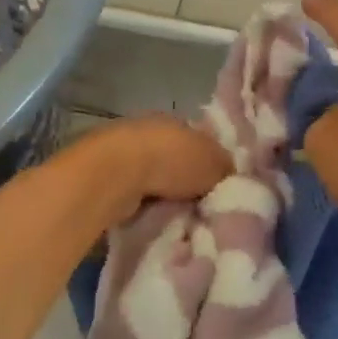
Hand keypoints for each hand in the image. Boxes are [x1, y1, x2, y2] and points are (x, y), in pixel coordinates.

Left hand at [73, 114, 229, 223]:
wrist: (117, 172)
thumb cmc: (171, 160)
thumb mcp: (214, 162)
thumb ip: (225, 168)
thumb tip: (231, 175)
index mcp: (178, 119)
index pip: (200, 140)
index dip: (211, 163)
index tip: (218, 187)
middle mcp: (150, 130)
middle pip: (176, 159)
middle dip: (186, 182)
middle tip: (201, 208)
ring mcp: (125, 151)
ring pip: (154, 177)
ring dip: (163, 195)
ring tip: (177, 218)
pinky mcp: (106, 174)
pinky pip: (134, 192)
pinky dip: (142, 204)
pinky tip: (152, 219)